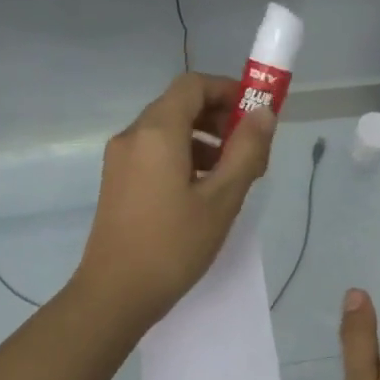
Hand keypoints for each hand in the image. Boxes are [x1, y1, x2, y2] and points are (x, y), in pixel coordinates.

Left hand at [73, 73, 274, 329]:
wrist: (115, 293)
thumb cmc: (173, 246)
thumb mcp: (221, 199)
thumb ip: (246, 151)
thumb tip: (264, 113)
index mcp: (157, 132)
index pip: (193, 85)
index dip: (227, 90)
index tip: (255, 115)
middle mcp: (132, 136)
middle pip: (178, 106)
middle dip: (217, 118)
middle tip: (249, 150)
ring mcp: (119, 160)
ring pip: (166, 132)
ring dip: (202, 141)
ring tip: (230, 176)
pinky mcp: (116, 182)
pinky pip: (153, 154)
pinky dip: (181, 158)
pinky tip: (200, 192)